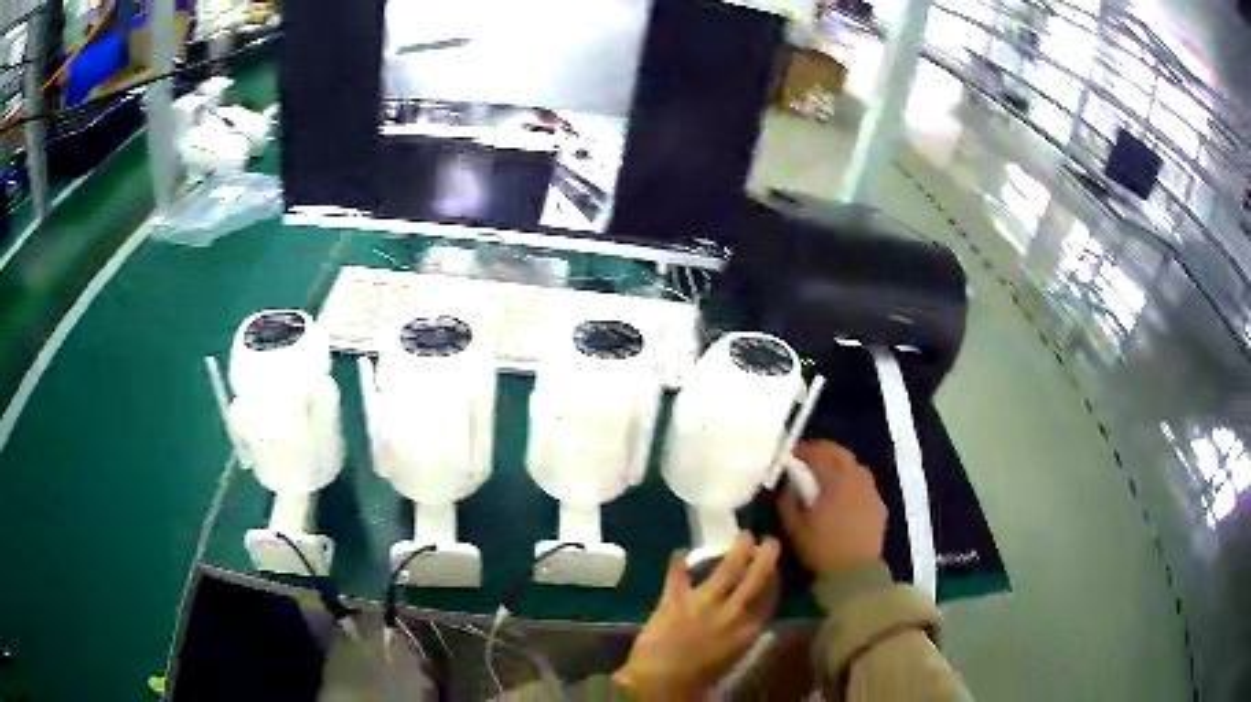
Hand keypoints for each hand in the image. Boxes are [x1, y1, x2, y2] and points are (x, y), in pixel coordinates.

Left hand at [613, 532, 780, 697]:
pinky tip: (680, 550)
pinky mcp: (673, 601)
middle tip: (770, 541)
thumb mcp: (728, 659)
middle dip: (764, 559)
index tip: (777, 567)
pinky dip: (678, 563)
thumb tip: (749, 621)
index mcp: (746, 632)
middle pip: (753, 581)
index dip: (774, 581)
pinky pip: (677, 576)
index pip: (768, 601)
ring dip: (735, 553)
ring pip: (725, 572)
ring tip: (744, 535)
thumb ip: (740, 636)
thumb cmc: (696, 679)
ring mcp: (702, 605)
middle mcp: (730, 614)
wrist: (659, 682)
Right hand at [779, 440, 886, 574]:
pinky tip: (843, 495)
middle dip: (823, 452)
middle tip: (808, 458)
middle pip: (840, 454)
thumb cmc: (821, 549)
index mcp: (834, 479)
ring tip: (826, 474)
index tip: (790, 453)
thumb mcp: (794, 528)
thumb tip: (788, 485)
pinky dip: (851, 481)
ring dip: (839, 464)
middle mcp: (856, 478)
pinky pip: (864, 483)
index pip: (818, 453)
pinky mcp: (879, 505)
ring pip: (855, 466)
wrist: (855, 572)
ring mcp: (870, 490)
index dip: (803, 450)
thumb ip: (788, 501)